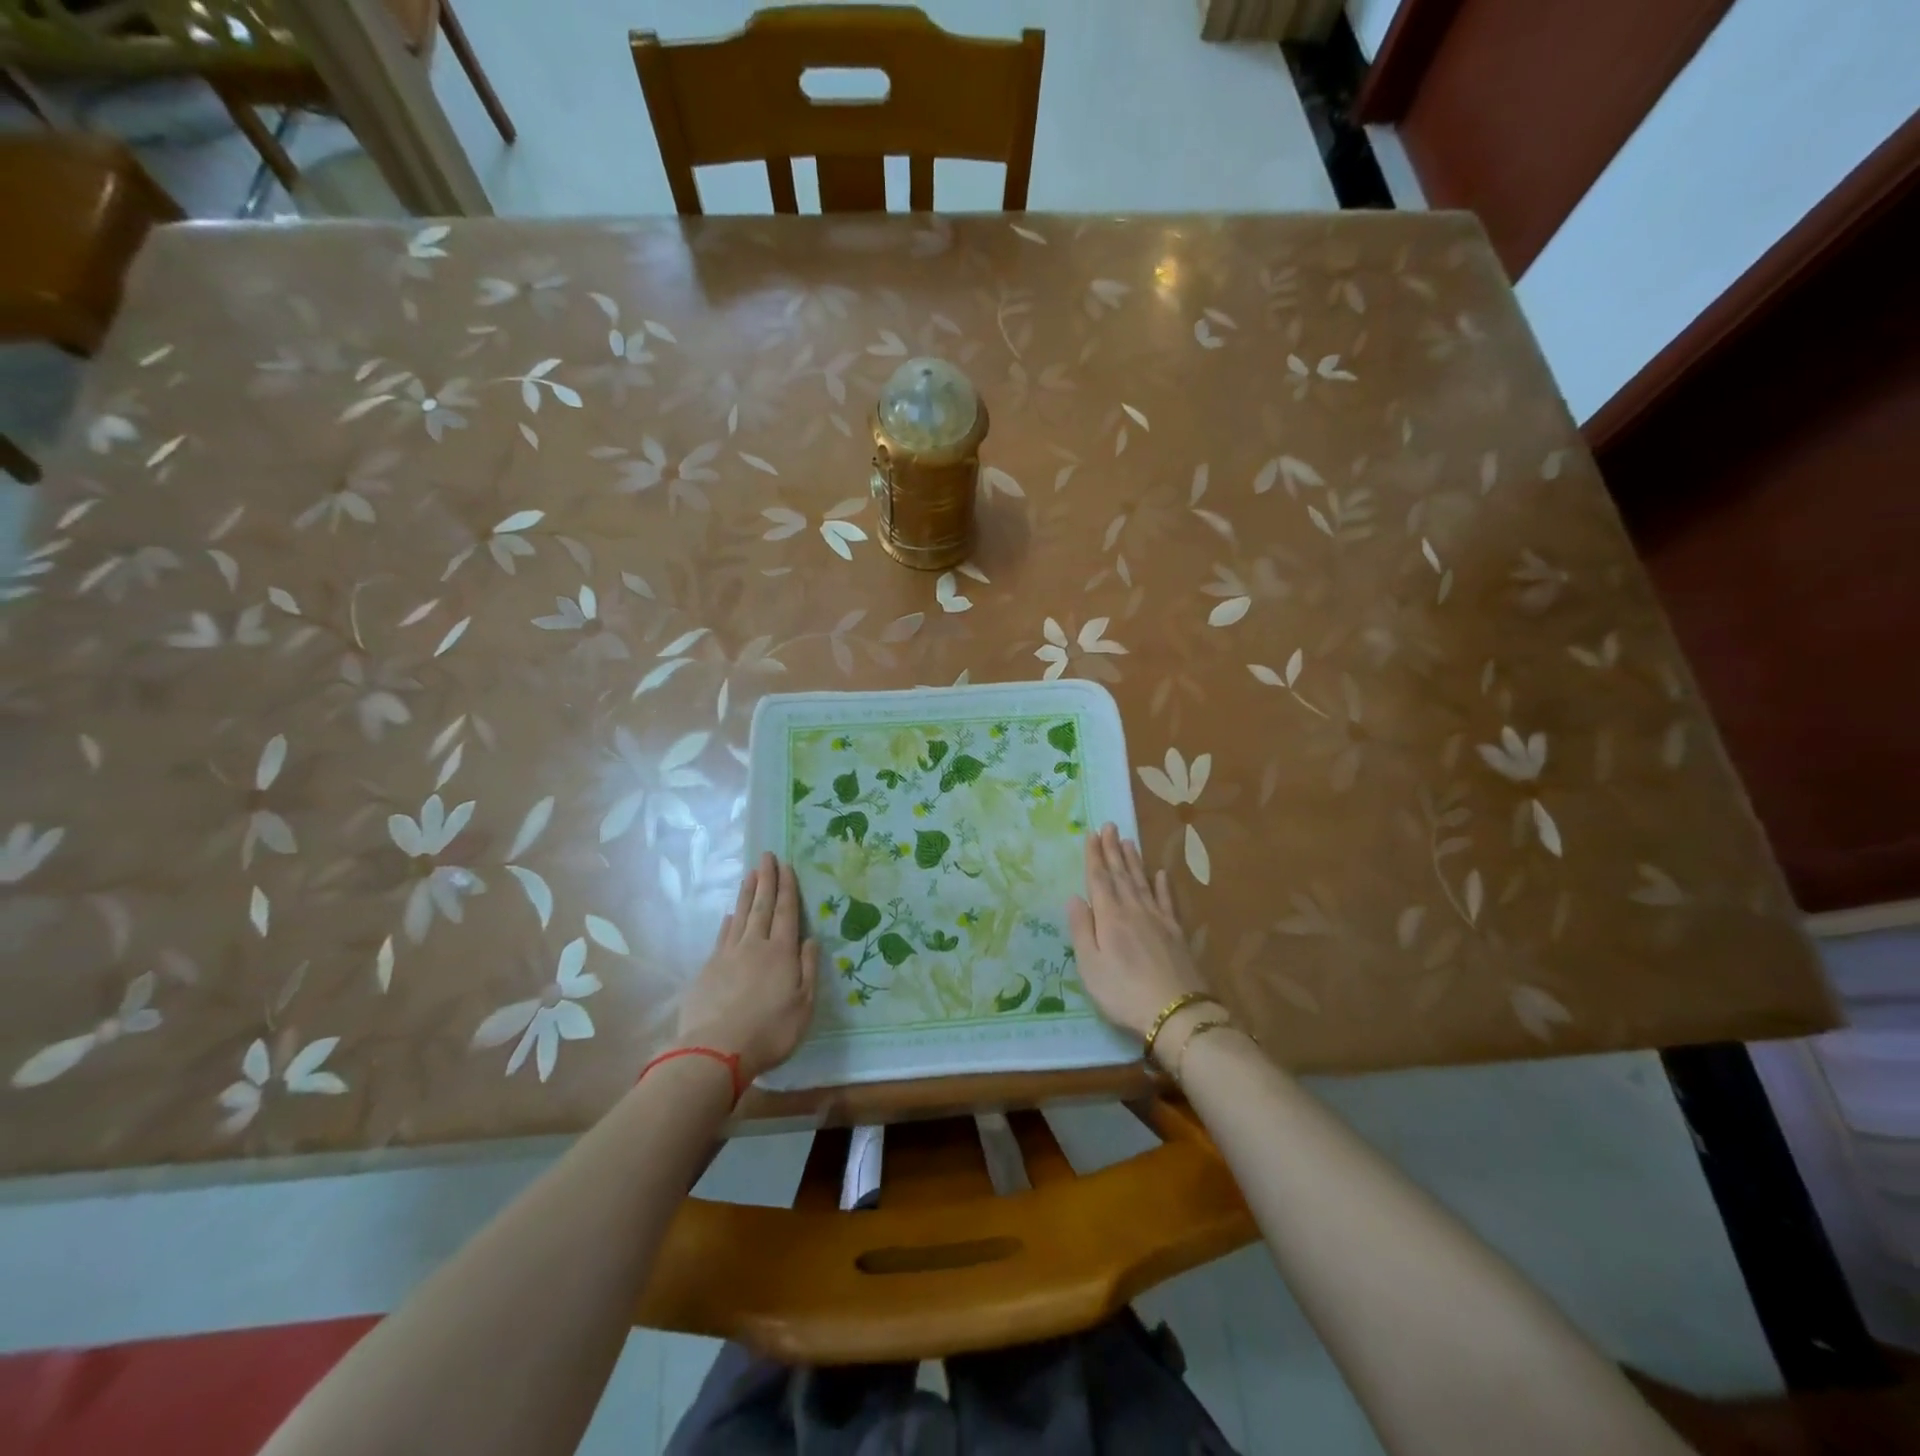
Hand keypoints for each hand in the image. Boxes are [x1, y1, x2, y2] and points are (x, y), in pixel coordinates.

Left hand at [676, 853, 818, 1081]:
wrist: (716, 1051)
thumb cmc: (770, 1031)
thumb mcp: (804, 1006)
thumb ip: (808, 969)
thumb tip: (810, 940)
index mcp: (781, 953)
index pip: (787, 912)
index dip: (787, 888)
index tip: (785, 865)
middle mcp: (755, 945)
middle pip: (762, 906)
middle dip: (766, 880)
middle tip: (766, 856)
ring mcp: (728, 955)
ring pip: (739, 916)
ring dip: (746, 894)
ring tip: (750, 874)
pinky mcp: (708, 969)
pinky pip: (721, 936)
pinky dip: (727, 922)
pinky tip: (728, 915)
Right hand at [1067, 823, 1209, 1040]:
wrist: (1176, 1013)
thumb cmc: (1123, 993)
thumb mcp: (1090, 966)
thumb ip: (1082, 930)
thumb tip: (1074, 897)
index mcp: (1109, 917)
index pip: (1099, 879)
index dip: (1094, 856)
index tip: (1092, 833)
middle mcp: (1134, 910)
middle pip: (1121, 874)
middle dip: (1113, 849)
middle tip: (1109, 825)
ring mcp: (1158, 919)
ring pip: (1142, 882)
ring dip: (1134, 860)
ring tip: (1128, 841)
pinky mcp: (1176, 932)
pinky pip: (1167, 901)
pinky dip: (1163, 885)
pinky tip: (1161, 873)